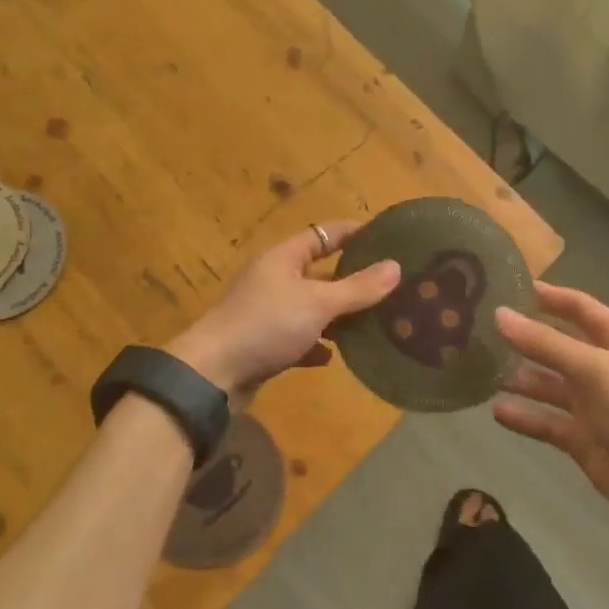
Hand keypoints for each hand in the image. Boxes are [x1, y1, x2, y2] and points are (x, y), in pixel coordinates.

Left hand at [166, 222, 400, 409]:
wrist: (213, 375)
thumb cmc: (266, 326)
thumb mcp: (318, 303)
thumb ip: (358, 288)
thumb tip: (395, 266)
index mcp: (283, 258)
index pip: (323, 234)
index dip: (353, 233)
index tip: (386, 237)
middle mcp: (274, 280)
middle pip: (319, 272)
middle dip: (352, 279)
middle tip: (390, 285)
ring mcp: (267, 313)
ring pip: (311, 307)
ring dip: (337, 315)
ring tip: (374, 321)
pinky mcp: (264, 344)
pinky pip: (299, 338)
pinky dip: (316, 345)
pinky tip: (334, 356)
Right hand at [493, 282, 608, 538]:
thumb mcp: (593, 369)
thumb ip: (545, 343)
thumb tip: (500, 314)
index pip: (580, 307)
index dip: (549, 296)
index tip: (509, 285)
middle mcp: (604, 368)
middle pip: (559, 344)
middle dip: (525, 337)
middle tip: (481, 328)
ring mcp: (592, 404)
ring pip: (548, 383)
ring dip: (519, 377)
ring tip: (480, 368)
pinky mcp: (581, 437)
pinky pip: (546, 420)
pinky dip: (524, 416)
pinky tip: (496, 410)